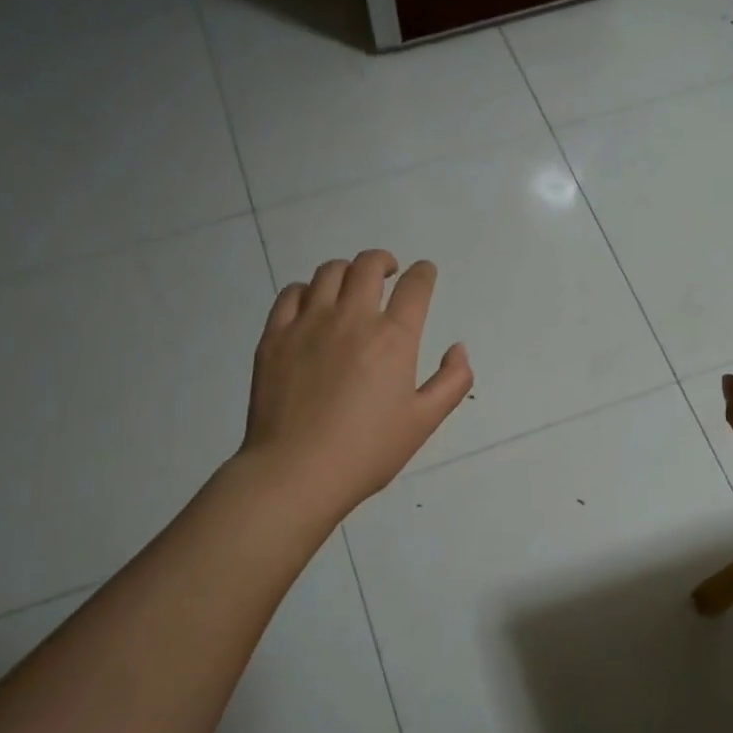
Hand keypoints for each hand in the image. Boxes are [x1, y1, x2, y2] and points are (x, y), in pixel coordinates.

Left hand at [242, 251, 472, 515]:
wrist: (297, 471)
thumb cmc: (367, 451)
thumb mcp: (424, 422)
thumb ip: (452, 381)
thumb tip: (458, 348)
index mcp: (393, 338)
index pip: (415, 287)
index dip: (424, 273)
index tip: (424, 273)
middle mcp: (352, 318)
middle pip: (368, 266)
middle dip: (384, 262)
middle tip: (388, 272)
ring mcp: (308, 324)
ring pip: (329, 272)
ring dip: (347, 271)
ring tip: (351, 285)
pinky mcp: (275, 336)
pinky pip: (291, 294)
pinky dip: (307, 290)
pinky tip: (312, 303)